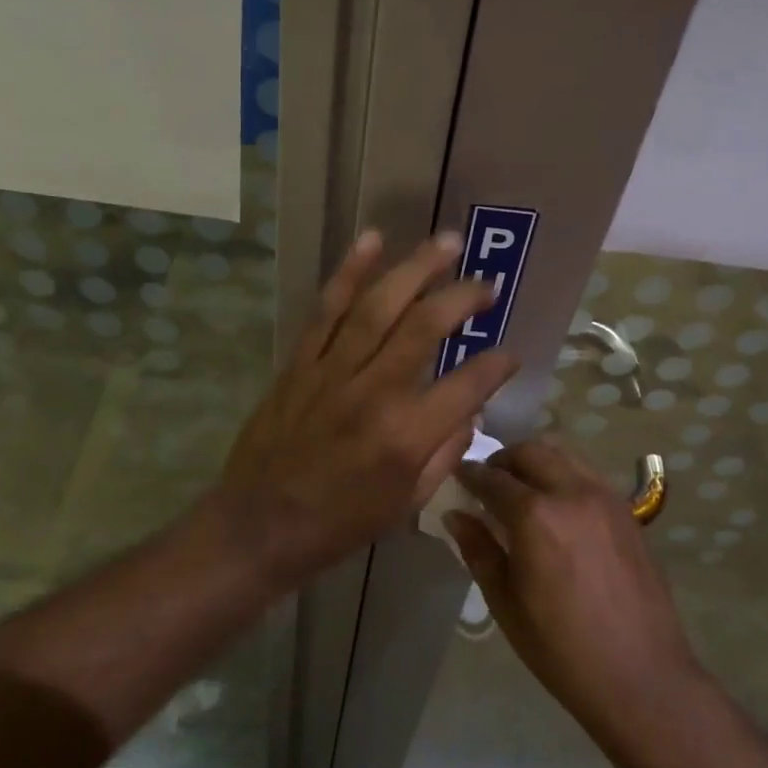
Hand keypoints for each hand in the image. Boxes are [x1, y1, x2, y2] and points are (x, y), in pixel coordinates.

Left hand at [216, 230, 518, 586]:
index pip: (467, 385)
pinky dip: (349, 272)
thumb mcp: (407, 505)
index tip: (510, 354)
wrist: (258, 526)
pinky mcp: (301, 363)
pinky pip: (327, 309)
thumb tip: (468, 411)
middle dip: (463, 297)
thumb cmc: (339, 524)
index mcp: (406, 437)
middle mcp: (374, 394)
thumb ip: (445, 454)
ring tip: (447, 243)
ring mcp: (332, 372)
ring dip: (416, 268)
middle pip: (426, 327)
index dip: (497, 365)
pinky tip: (372, 241)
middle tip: (487, 285)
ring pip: (379, 306)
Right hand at [449, 441, 701, 735]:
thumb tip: (457, 515)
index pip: (493, 478)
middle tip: (488, 482)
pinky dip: (564, 475)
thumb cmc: (561, 648)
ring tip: (523, 490)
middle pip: (531, 452)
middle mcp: (571, 492)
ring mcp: (605, 497)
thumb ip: (478, 550)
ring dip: (536, 462)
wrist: (641, 676)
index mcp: (535, 515)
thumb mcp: (506, 603)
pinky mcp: (627, 511)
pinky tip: (558, 507)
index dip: (470, 474)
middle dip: (504, 460)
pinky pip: (588, 474)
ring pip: (563, 455)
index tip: (457, 476)